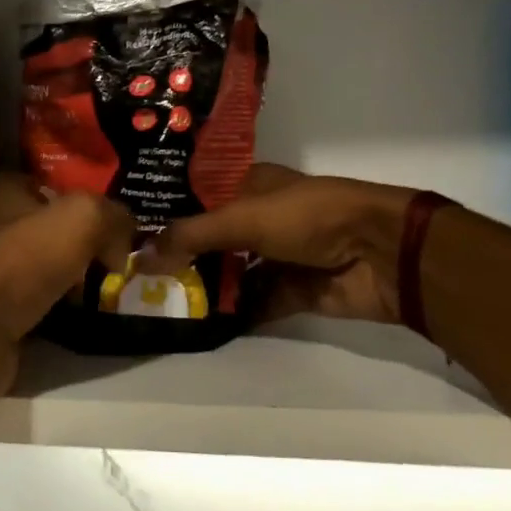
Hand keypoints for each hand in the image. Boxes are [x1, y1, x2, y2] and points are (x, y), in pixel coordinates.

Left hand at [0, 176, 134, 337]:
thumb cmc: (27, 259)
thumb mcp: (82, 217)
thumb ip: (113, 214)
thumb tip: (127, 236)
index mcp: (11, 190)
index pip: (59, 180)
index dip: (92, 192)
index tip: (125, 212)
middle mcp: (5, 223)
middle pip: (63, 224)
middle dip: (96, 237)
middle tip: (129, 251)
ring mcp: (5, 267)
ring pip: (60, 262)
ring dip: (88, 273)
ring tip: (120, 282)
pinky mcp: (9, 305)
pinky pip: (53, 296)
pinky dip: (73, 303)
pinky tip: (96, 308)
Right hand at [138, 164, 417, 324]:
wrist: (380, 253)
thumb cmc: (308, 217)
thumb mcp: (243, 218)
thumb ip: (192, 236)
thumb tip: (141, 257)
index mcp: (250, 186)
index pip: (199, 196)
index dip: (168, 211)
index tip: (130, 229)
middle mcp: (260, 219)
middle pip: (212, 238)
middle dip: (180, 255)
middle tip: (135, 274)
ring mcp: (277, 256)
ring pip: (232, 272)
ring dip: (204, 286)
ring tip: (158, 301)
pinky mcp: (292, 291)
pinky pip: (254, 303)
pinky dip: (232, 313)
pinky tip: (197, 324)